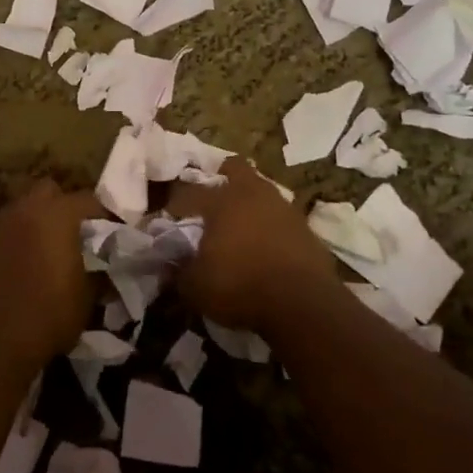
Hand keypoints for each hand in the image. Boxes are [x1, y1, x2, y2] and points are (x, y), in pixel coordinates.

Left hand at [0, 180, 98, 366]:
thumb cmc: (50, 314)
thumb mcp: (88, 296)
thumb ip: (98, 271)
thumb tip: (104, 266)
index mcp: (57, 215)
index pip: (87, 200)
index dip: (102, 214)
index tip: (111, 231)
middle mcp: (26, 211)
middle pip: (48, 191)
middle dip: (63, 205)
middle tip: (75, 232)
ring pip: (23, 209)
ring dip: (37, 221)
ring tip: (48, 248)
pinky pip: (5, 231)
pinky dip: (17, 239)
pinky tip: (23, 264)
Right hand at [169, 160, 342, 334]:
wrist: (303, 304)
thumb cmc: (241, 288)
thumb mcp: (196, 287)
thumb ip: (178, 271)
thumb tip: (168, 264)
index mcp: (220, 201)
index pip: (188, 193)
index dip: (174, 205)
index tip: (168, 219)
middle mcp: (252, 194)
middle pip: (234, 168)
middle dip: (221, 178)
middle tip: (210, 200)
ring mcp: (282, 207)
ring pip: (261, 189)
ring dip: (249, 201)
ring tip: (239, 225)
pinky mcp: (305, 226)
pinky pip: (280, 215)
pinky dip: (270, 224)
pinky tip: (265, 244)